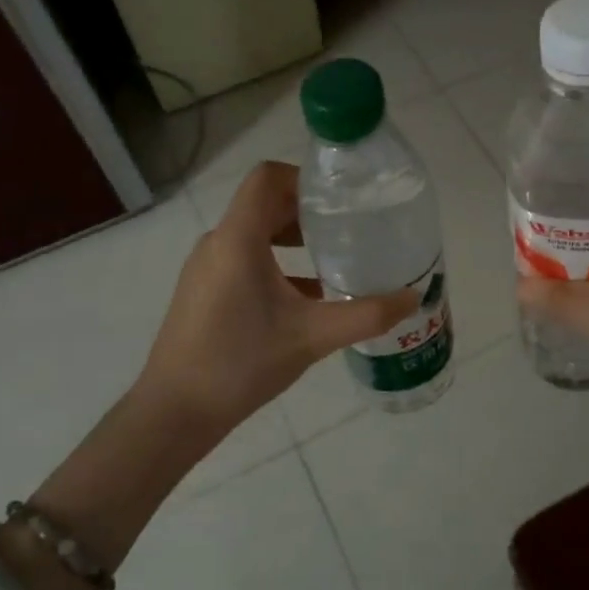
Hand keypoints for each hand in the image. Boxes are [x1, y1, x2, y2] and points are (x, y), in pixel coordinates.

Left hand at [136, 162, 418, 446]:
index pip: (267, 177)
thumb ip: (366, 315)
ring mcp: (207, 268)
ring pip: (255, 233)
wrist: (175, 412)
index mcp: (238, 238)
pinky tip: (307, 296)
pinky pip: (244, 259)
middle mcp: (218, 243)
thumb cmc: (241, 362)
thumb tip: (413, 297)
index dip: (304, 178)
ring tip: (333, 258)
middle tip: (349, 227)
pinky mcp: (204, 291)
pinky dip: (277, 264)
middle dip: (308, 211)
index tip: (340, 200)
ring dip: (294, 238)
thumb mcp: (312, 336)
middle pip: (265, 204)